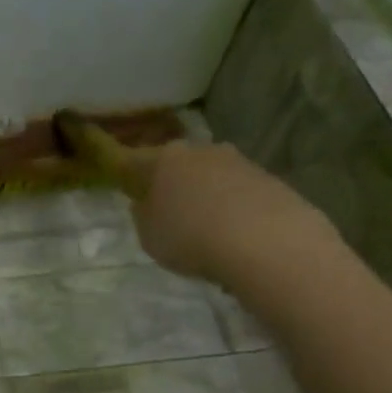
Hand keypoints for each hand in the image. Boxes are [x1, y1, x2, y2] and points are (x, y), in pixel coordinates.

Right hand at [84, 135, 339, 288]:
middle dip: (171, 182)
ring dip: (204, 193)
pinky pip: (237, 191)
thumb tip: (145, 203)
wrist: (264, 241)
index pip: (134, 161)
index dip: (126, 174)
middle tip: (166, 210)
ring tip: (204, 225)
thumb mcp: (148, 236)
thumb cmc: (190, 237)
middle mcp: (200, 151)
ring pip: (210, 175)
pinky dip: (230, 205)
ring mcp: (238, 161)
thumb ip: (143, 216)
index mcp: (163, 159)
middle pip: (177, 164)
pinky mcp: (267, 178)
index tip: (123, 186)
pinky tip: (232, 231)